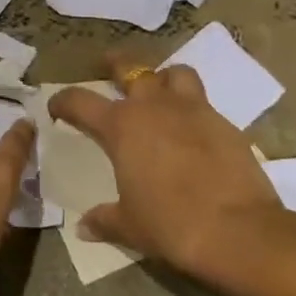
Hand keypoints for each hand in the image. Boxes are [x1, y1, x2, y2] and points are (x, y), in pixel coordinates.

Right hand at [48, 54, 284, 291]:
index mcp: (122, 126)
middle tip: (107, 64)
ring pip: (175, 74)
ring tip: (159, 88)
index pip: (80, 101)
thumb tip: (84, 227)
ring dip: (163, 77)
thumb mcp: (131, 226)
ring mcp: (193, 110)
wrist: (238, 231)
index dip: (63, 101)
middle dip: (115, 63)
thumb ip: (104, 220)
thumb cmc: (171, 224)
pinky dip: (193, 108)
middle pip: (130, 68)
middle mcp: (154, 107)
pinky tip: (192, 128)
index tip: (56, 107)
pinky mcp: (225, 123)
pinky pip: (204, 102)